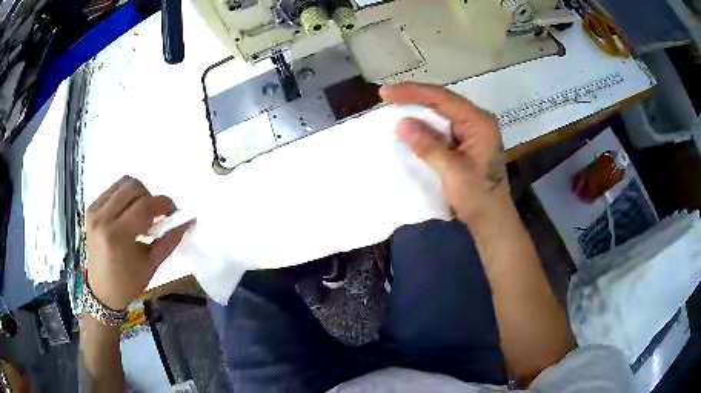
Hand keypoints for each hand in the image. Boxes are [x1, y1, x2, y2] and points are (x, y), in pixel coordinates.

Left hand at [86, 176, 192, 309]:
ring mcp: (95, 211)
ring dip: (137, 194)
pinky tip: (127, 213)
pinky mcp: (91, 209)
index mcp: (117, 236)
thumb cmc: (128, 283)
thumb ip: (170, 240)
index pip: (144, 206)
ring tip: (140, 214)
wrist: (102, 291)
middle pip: (133, 187)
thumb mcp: (151, 264)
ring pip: (123, 183)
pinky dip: (125, 196)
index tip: (173, 212)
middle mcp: (103, 218)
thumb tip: (189, 221)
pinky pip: (113, 189)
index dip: (163, 204)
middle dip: (150, 197)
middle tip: (154, 216)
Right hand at [380, 83, 507, 226]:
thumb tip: (401, 123)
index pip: (443, 98)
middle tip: (386, 95)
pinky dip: (424, 123)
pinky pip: (442, 125)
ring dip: (418, 108)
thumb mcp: (452, 171)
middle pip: (442, 100)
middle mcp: (477, 120)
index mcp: (479, 122)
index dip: (413, 92)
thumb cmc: (477, 197)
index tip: (387, 93)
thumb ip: (428, 146)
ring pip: (441, 111)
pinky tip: (410, 122)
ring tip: (393, 104)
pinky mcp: (465, 140)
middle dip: (414, 96)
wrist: (491, 218)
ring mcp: (472, 130)